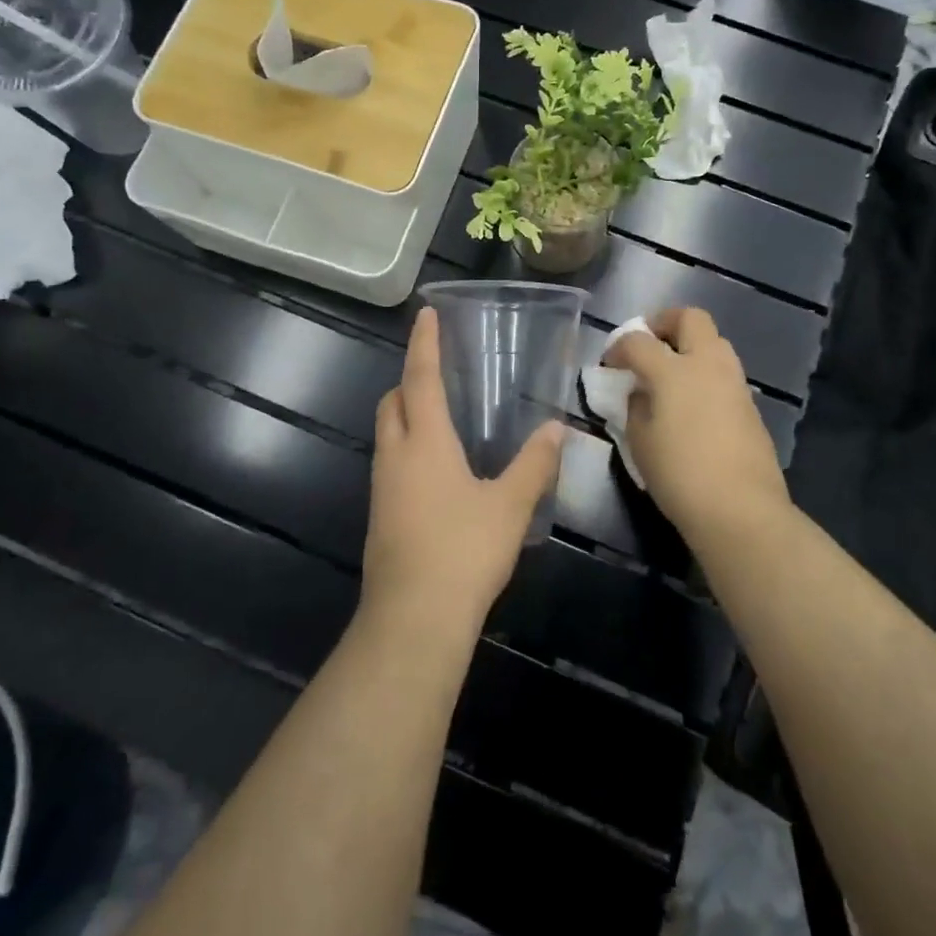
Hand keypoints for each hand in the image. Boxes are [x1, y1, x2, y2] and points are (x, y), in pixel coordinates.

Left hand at [362, 307, 564, 636]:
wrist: (413, 621)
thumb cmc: (463, 552)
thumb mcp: (510, 506)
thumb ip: (535, 464)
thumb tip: (556, 429)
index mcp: (425, 443)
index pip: (421, 378)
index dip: (424, 344)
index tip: (424, 315)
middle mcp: (395, 457)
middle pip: (393, 402)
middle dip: (409, 380)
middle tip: (438, 372)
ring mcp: (382, 489)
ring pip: (387, 434)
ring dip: (406, 415)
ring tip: (440, 417)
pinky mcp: (380, 517)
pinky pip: (390, 464)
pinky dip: (408, 449)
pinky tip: (436, 471)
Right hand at [604, 308, 788, 544]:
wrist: (741, 510)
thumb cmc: (680, 475)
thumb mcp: (640, 442)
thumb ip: (636, 408)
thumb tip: (641, 394)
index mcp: (674, 370)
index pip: (639, 341)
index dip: (619, 347)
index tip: (611, 364)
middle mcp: (708, 364)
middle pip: (690, 318)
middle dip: (665, 323)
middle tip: (649, 345)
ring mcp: (735, 382)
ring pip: (714, 342)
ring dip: (690, 347)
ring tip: (671, 375)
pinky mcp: (751, 405)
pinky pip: (725, 373)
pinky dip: (706, 374)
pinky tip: (693, 404)